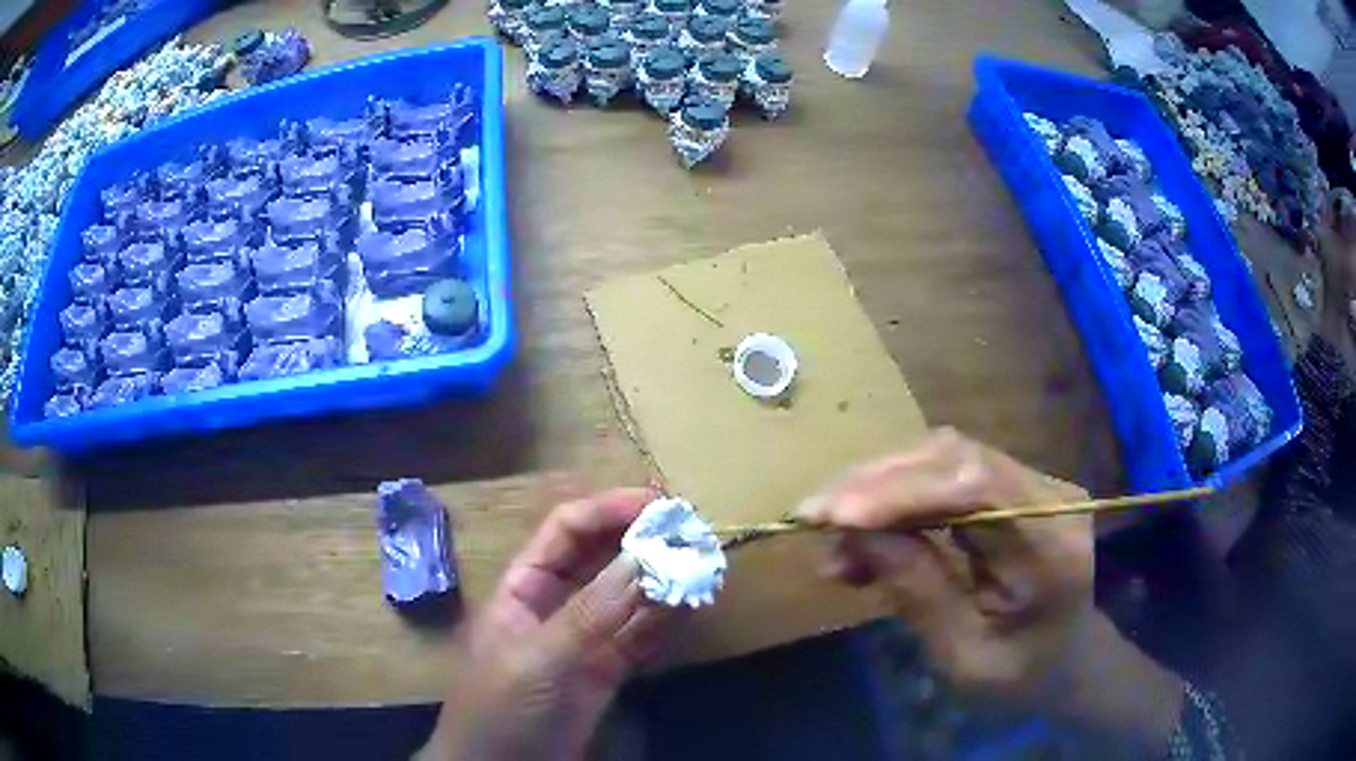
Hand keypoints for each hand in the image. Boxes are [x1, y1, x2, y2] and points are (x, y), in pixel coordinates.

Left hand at [420, 488, 674, 760]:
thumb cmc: (500, 709)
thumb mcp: (537, 659)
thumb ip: (591, 613)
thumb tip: (645, 557)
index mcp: (523, 586)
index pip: (567, 530)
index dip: (610, 510)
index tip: (660, 503)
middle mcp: (556, 602)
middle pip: (601, 556)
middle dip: (642, 539)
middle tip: (693, 529)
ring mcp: (585, 637)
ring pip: (627, 594)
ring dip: (662, 576)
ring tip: (704, 559)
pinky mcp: (608, 669)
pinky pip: (641, 633)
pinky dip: (666, 617)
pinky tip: (692, 601)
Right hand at [798, 429, 1182, 748]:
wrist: (1066, 660)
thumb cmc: (1022, 675)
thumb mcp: (964, 657)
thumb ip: (918, 593)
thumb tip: (853, 534)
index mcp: (1053, 546)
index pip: (979, 487)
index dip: (903, 491)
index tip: (833, 516)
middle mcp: (1050, 496)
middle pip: (957, 458)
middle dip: (877, 483)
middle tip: (812, 517)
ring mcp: (1033, 484)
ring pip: (944, 458)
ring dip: (880, 489)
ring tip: (832, 538)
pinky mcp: (1013, 486)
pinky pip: (946, 475)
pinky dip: (898, 500)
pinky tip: (864, 536)